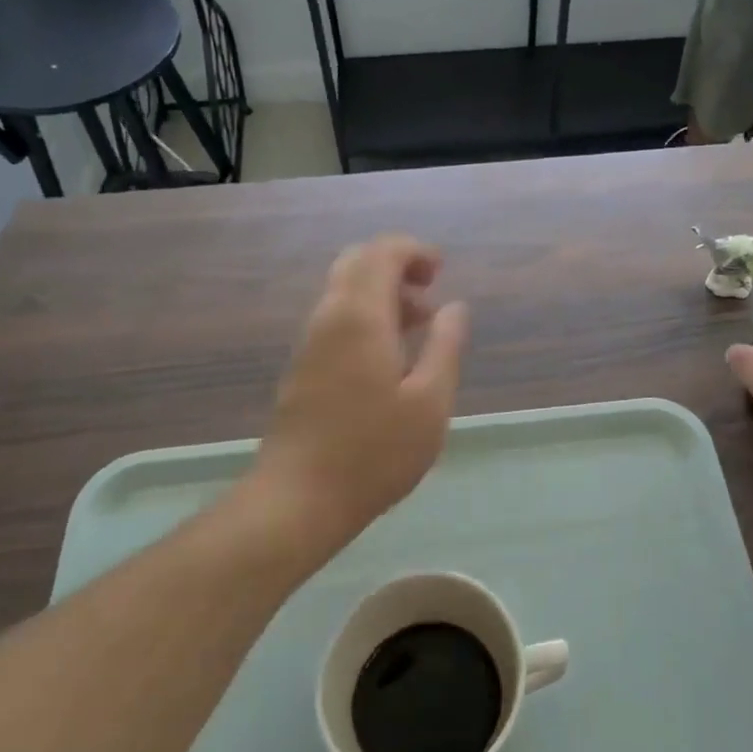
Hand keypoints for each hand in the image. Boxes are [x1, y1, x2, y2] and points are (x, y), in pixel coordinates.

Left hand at [254, 235, 469, 561]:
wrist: (298, 500)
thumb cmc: (374, 452)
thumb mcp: (430, 402)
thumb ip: (446, 346)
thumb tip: (454, 307)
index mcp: (360, 317)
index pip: (381, 253)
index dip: (414, 251)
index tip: (441, 270)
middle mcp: (328, 319)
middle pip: (356, 264)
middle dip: (395, 265)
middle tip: (429, 291)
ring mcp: (309, 344)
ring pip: (344, 293)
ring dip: (382, 294)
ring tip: (419, 328)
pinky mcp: (302, 369)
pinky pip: (336, 320)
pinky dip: (366, 317)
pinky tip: (391, 358)